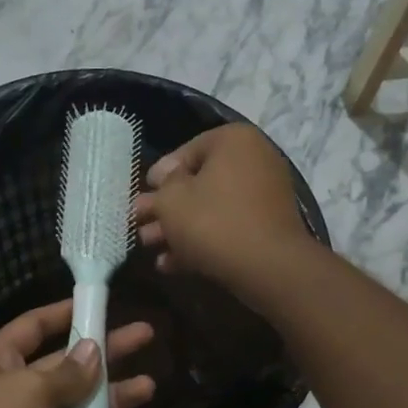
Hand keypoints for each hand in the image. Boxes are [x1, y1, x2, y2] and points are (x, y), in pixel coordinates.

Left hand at [0, 299, 155, 407]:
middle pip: (71, 368)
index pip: (36, 327)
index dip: (65, 313)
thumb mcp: (28, 388)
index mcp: (4, 362)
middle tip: (146, 336)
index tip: (99, 303)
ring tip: (146, 389)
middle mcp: (21, 392)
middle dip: (108, 354)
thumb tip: (95, 350)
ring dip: (113, 402)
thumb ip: (68, 373)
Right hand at [133, 125, 312, 296]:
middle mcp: (255, 160)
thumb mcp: (172, 201)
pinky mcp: (268, 228)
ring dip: (178, 228)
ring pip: (211, 209)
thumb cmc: (213, 222)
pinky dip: (202, 241)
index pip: (187, 151)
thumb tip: (161, 178)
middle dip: (166, 208)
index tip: (143, 195)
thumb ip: (160, 188)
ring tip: (149, 247)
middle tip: (139, 225)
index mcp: (234, 141)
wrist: (267, 267)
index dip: (159, 175)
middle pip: (198, 183)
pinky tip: (171, 264)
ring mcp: (265, 196)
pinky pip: (228, 227)